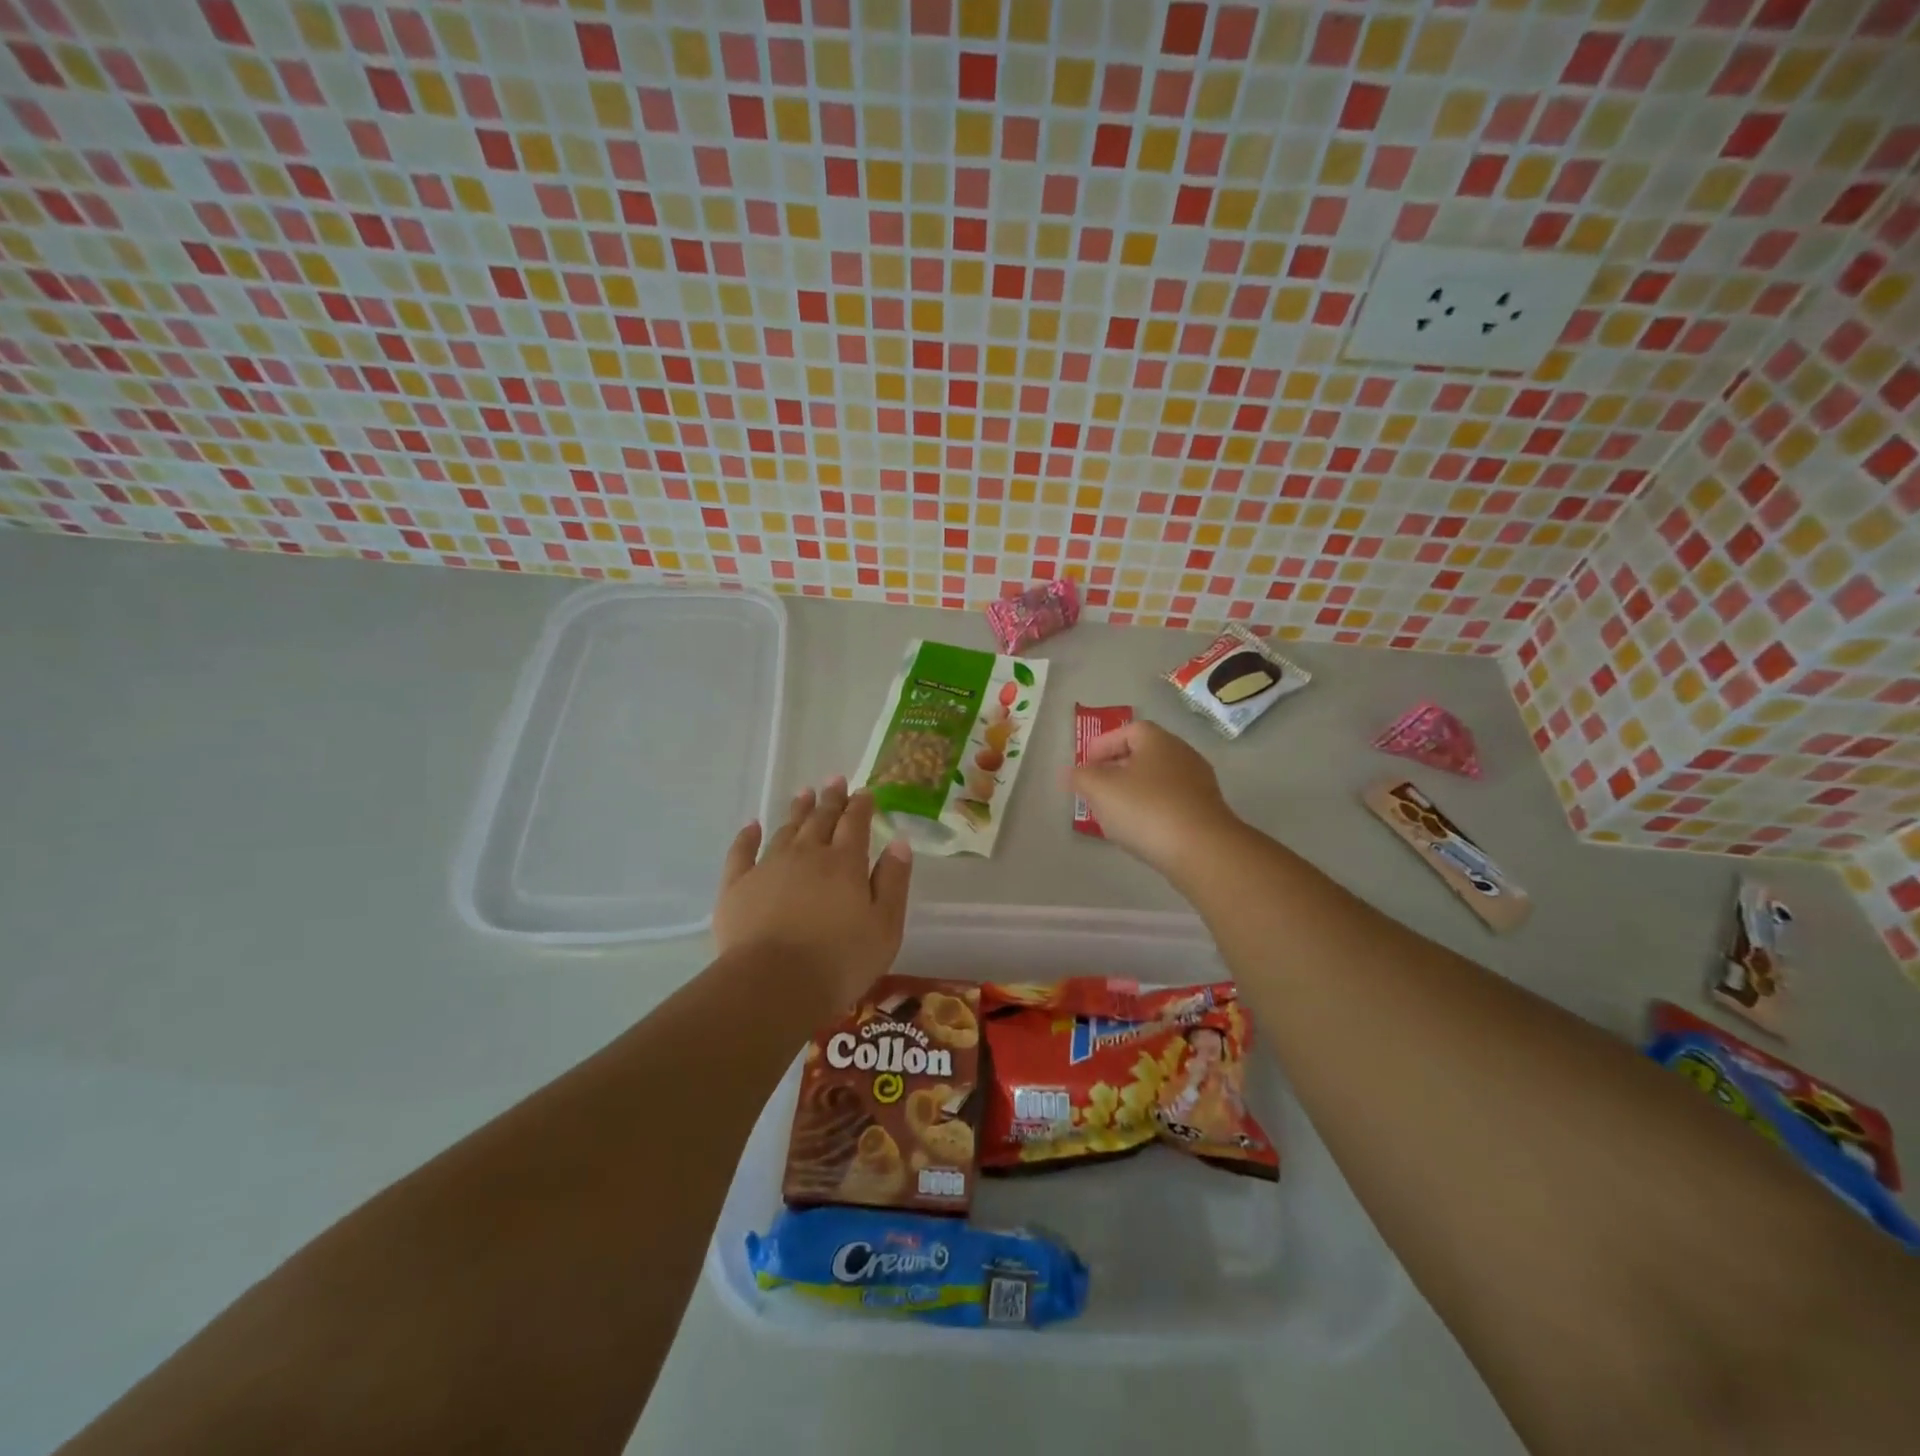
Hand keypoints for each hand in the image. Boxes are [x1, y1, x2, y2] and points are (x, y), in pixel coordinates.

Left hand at [714, 777, 912, 1012]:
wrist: (773, 985)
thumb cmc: (840, 961)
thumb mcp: (885, 926)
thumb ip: (893, 881)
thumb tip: (898, 842)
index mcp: (845, 862)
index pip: (855, 823)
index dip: (861, 805)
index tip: (864, 791)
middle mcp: (807, 854)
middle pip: (821, 819)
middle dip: (831, 798)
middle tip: (835, 779)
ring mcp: (769, 867)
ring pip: (786, 829)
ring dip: (797, 810)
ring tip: (804, 793)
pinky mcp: (737, 886)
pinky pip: (742, 852)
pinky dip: (747, 836)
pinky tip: (751, 825)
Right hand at [1067, 721, 1241, 876]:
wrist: (1202, 850)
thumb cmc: (1146, 809)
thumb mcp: (1100, 790)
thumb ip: (1080, 777)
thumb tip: (1071, 772)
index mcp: (1158, 741)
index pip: (1128, 730)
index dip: (1103, 744)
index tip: (1086, 765)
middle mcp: (1182, 754)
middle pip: (1144, 754)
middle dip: (1116, 769)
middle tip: (1096, 788)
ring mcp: (1199, 784)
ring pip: (1158, 780)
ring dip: (1134, 791)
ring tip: (1114, 812)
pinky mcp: (1206, 812)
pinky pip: (1171, 802)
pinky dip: (1152, 810)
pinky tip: (1140, 830)